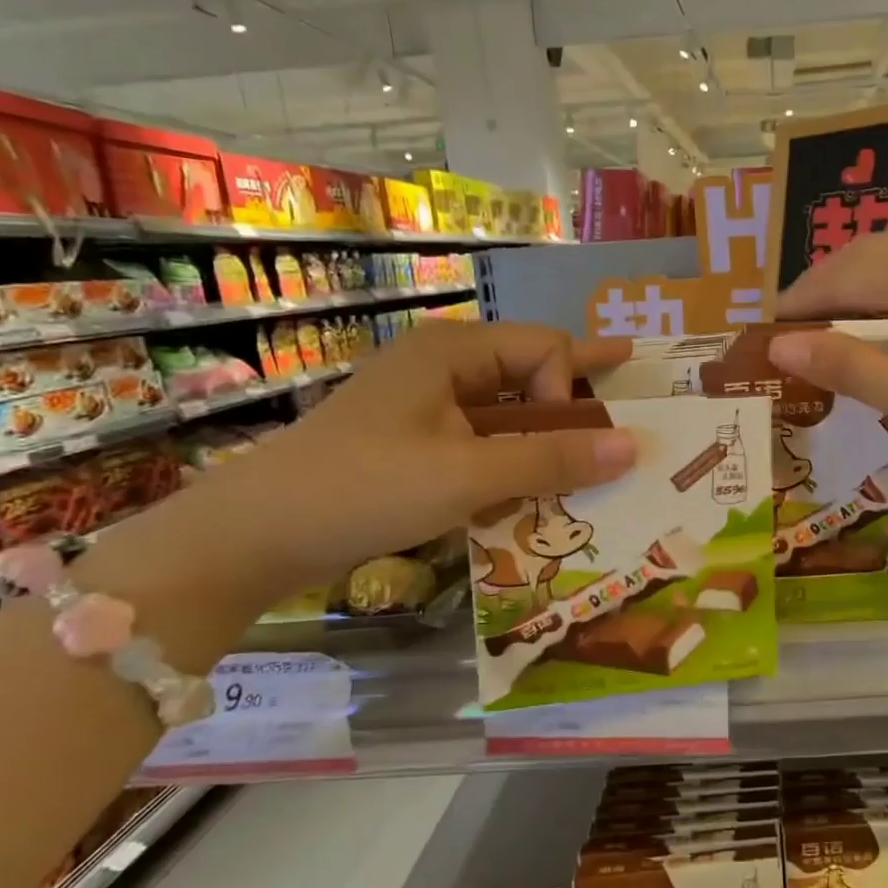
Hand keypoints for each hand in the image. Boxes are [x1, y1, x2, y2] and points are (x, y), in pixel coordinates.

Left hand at [177, 321, 635, 592]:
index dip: (569, 390)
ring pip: (507, 409)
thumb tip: (635, 447)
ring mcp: (423, 406)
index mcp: (453, 350)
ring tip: (593, 447)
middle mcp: (441, 366)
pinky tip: (535, 481)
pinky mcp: (412, 443)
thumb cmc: (364, 489)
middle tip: (629, 376)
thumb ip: (553, 459)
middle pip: (528, 369)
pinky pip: (481, 440)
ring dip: (547, 432)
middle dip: (577, 386)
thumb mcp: (468, 475)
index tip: (569, 441)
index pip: (544, 349)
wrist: (252, 538)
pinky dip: (513, 457)